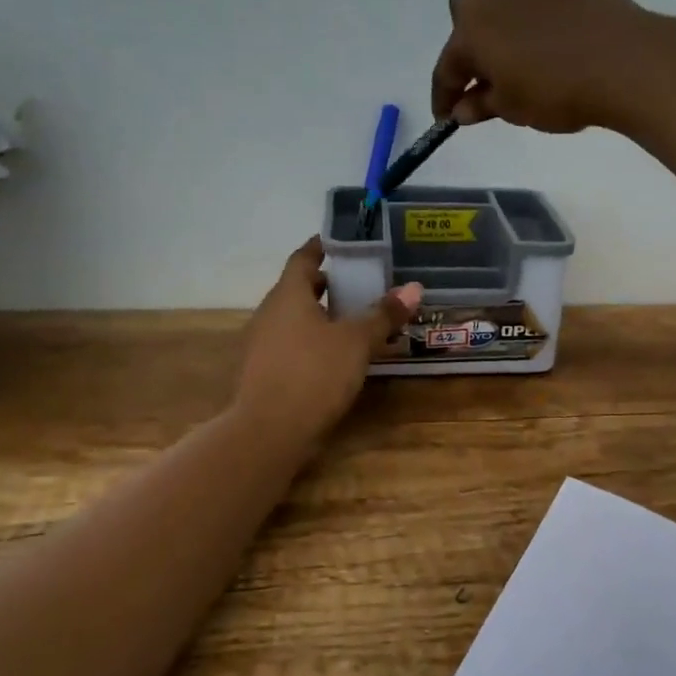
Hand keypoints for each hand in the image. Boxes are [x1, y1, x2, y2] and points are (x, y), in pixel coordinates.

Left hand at [234, 238, 422, 450]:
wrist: (268, 432)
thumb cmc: (314, 374)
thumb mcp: (357, 342)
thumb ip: (383, 315)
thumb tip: (413, 287)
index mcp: (288, 295)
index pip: (303, 258)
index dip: (321, 247)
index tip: (340, 242)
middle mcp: (269, 313)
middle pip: (297, 289)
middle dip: (325, 285)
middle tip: (357, 284)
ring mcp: (261, 345)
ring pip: (293, 319)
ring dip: (319, 316)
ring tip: (352, 321)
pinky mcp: (263, 373)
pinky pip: (290, 345)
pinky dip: (312, 341)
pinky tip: (334, 358)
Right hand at [431, 0, 674, 133]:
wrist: (627, 64)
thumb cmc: (557, 92)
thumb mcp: (513, 109)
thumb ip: (482, 105)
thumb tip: (463, 109)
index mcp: (473, 28)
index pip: (447, 67)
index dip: (444, 96)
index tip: (445, 117)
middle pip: (466, 9)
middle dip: (468, 38)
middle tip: (485, 72)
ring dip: (500, 7)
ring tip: (516, 39)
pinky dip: (543, 8)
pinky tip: (559, 33)